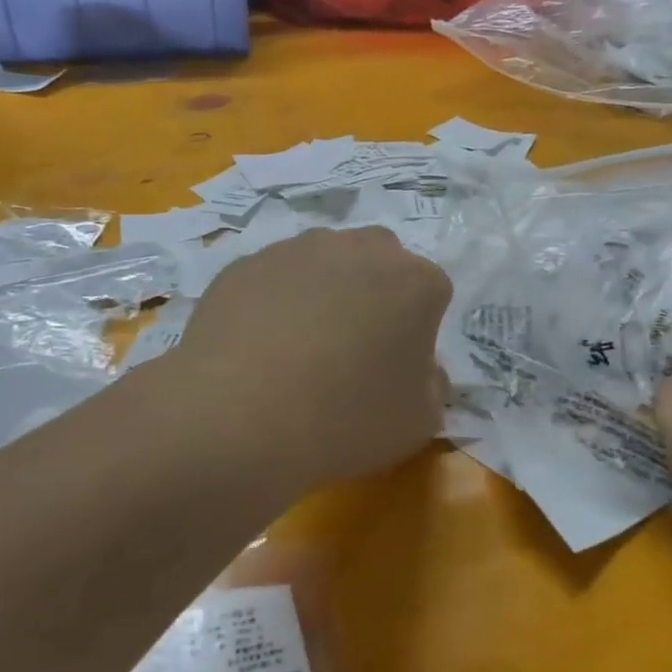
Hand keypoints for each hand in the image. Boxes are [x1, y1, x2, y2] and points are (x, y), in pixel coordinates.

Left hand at [163, 227, 452, 493]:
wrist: (240, 415)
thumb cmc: (345, 419)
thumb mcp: (417, 423)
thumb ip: (432, 386)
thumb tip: (420, 368)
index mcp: (414, 281)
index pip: (431, 292)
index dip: (418, 330)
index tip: (397, 365)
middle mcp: (360, 248)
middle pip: (379, 261)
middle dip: (374, 293)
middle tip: (354, 346)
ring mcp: (298, 249)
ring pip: (323, 262)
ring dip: (323, 292)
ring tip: (299, 347)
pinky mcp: (247, 263)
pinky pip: (274, 278)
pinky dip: (275, 302)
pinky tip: (259, 346)